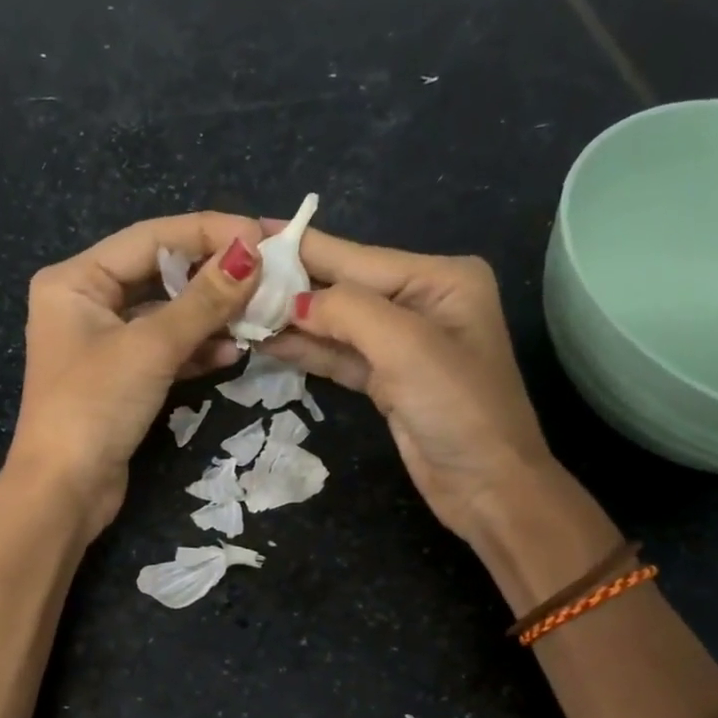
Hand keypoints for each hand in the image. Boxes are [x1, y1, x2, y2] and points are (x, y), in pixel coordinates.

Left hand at [7, 212, 264, 532]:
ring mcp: (103, 343)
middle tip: (267, 276)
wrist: (63, 492)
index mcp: (75, 280)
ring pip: (167, 315)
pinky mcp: (121, 379)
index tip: (260, 236)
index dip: (207, 232)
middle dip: (212, 277)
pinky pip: (165, 350)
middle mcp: (86, 303)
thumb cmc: (95, 407)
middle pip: (159, 274)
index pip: (150, 238)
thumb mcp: (150, 348)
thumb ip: (203, 301)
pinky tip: (232, 352)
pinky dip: (196, 350)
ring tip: (258, 315)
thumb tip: (251, 255)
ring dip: (210, 316)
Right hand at [261, 224, 552, 546]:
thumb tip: (293, 301)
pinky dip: (306, 351)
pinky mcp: (387, 380)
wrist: (487, 487)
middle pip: (344, 287)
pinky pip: (339, 356)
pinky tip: (266, 342)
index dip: (301, 248)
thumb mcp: (406, 346)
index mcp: (440, 279)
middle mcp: (422, 302)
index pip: (357, 257)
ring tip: (236, 309)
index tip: (245, 230)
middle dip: (290, 285)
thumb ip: (347, 311)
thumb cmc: (458, 408)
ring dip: (291, 320)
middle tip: (230, 276)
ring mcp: (403, 344)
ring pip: (336, 324)